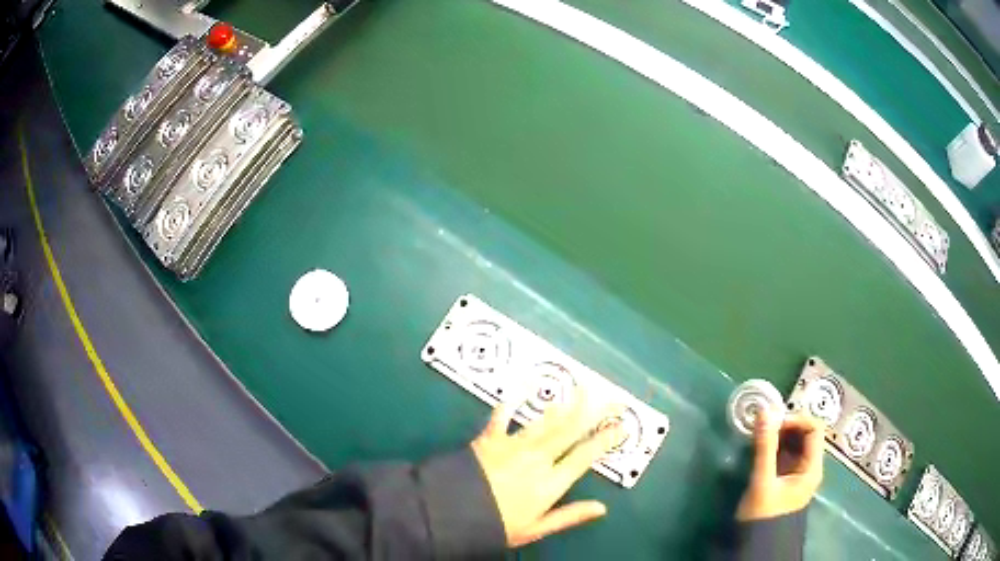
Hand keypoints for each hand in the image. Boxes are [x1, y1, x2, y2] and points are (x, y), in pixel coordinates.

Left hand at [471, 393, 625, 547]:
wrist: (452, 513)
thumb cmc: (496, 525)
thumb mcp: (536, 529)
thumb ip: (570, 516)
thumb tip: (602, 508)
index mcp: (550, 483)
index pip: (585, 457)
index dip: (605, 440)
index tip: (622, 425)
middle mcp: (537, 459)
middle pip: (570, 431)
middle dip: (593, 412)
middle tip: (611, 396)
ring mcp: (513, 446)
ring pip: (544, 422)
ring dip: (563, 405)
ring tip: (579, 390)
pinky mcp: (489, 439)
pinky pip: (502, 418)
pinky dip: (509, 405)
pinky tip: (516, 392)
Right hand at [736, 410, 824, 520]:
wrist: (756, 545)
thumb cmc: (764, 514)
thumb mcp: (763, 481)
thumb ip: (764, 447)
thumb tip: (764, 410)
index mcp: (812, 467)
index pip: (814, 429)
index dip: (796, 419)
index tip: (773, 422)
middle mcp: (809, 467)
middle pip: (806, 434)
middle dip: (786, 426)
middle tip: (764, 426)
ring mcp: (798, 473)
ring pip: (795, 443)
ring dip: (780, 435)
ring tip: (760, 434)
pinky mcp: (785, 478)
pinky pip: (785, 454)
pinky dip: (775, 446)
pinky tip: (761, 447)